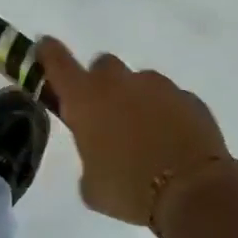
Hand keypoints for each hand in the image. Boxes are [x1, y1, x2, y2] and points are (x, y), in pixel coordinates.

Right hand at [36, 39, 232, 228]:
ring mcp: (157, 86)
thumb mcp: (92, 187)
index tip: (45, 48)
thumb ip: (88, 160)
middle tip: (106, 115)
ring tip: (146, 136)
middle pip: (103, 66)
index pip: (57, 60)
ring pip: (140, 82)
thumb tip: (98, 157)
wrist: (193, 190)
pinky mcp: (189, 98)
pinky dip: (167, 115)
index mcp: (85, 98)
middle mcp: (119, 82)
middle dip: (101, 84)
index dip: (48, 52)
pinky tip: (173, 143)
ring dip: (137, 101)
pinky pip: (171, 100)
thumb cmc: (129, 189)